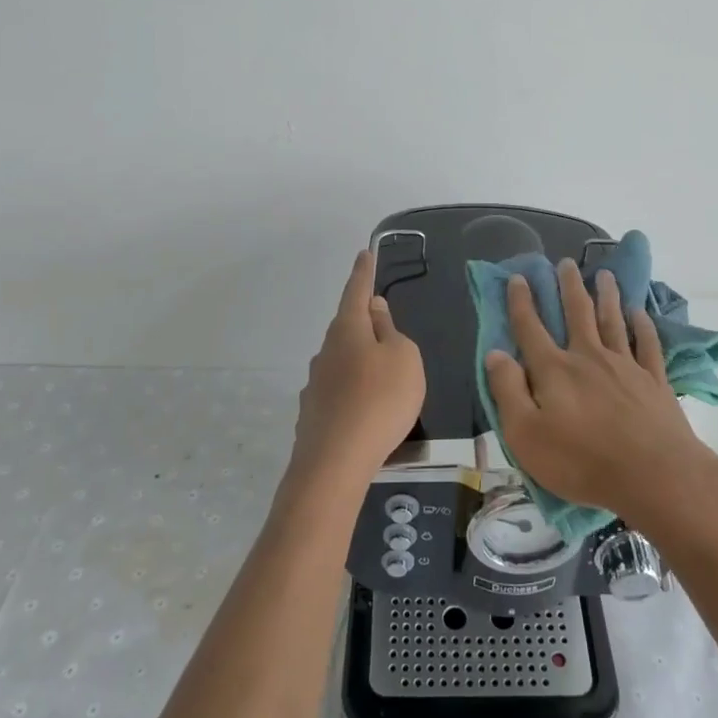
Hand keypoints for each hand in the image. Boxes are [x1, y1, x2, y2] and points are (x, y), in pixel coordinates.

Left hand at [290, 250, 425, 487]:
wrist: (335, 463)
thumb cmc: (380, 400)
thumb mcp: (403, 358)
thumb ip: (390, 331)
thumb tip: (373, 311)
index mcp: (348, 330)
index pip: (356, 291)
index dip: (363, 273)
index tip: (364, 253)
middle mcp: (326, 351)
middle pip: (348, 328)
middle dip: (365, 324)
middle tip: (383, 324)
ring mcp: (316, 385)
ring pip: (343, 362)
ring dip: (361, 362)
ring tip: (384, 379)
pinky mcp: (314, 415)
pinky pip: (340, 392)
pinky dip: (355, 393)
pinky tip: (367, 411)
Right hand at [485, 258, 717, 527]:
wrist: (654, 475)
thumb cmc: (582, 461)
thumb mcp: (526, 435)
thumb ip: (508, 391)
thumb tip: (494, 353)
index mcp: (554, 370)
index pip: (531, 328)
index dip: (521, 302)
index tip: (518, 277)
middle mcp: (588, 357)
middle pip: (577, 313)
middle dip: (569, 286)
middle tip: (565, 263)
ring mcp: (625, 366)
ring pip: (613, 320)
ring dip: (607, 295)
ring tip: (604, 274)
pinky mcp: (654, 381)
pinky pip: (647, 344)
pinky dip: (642, 326)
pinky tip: (640, 314)